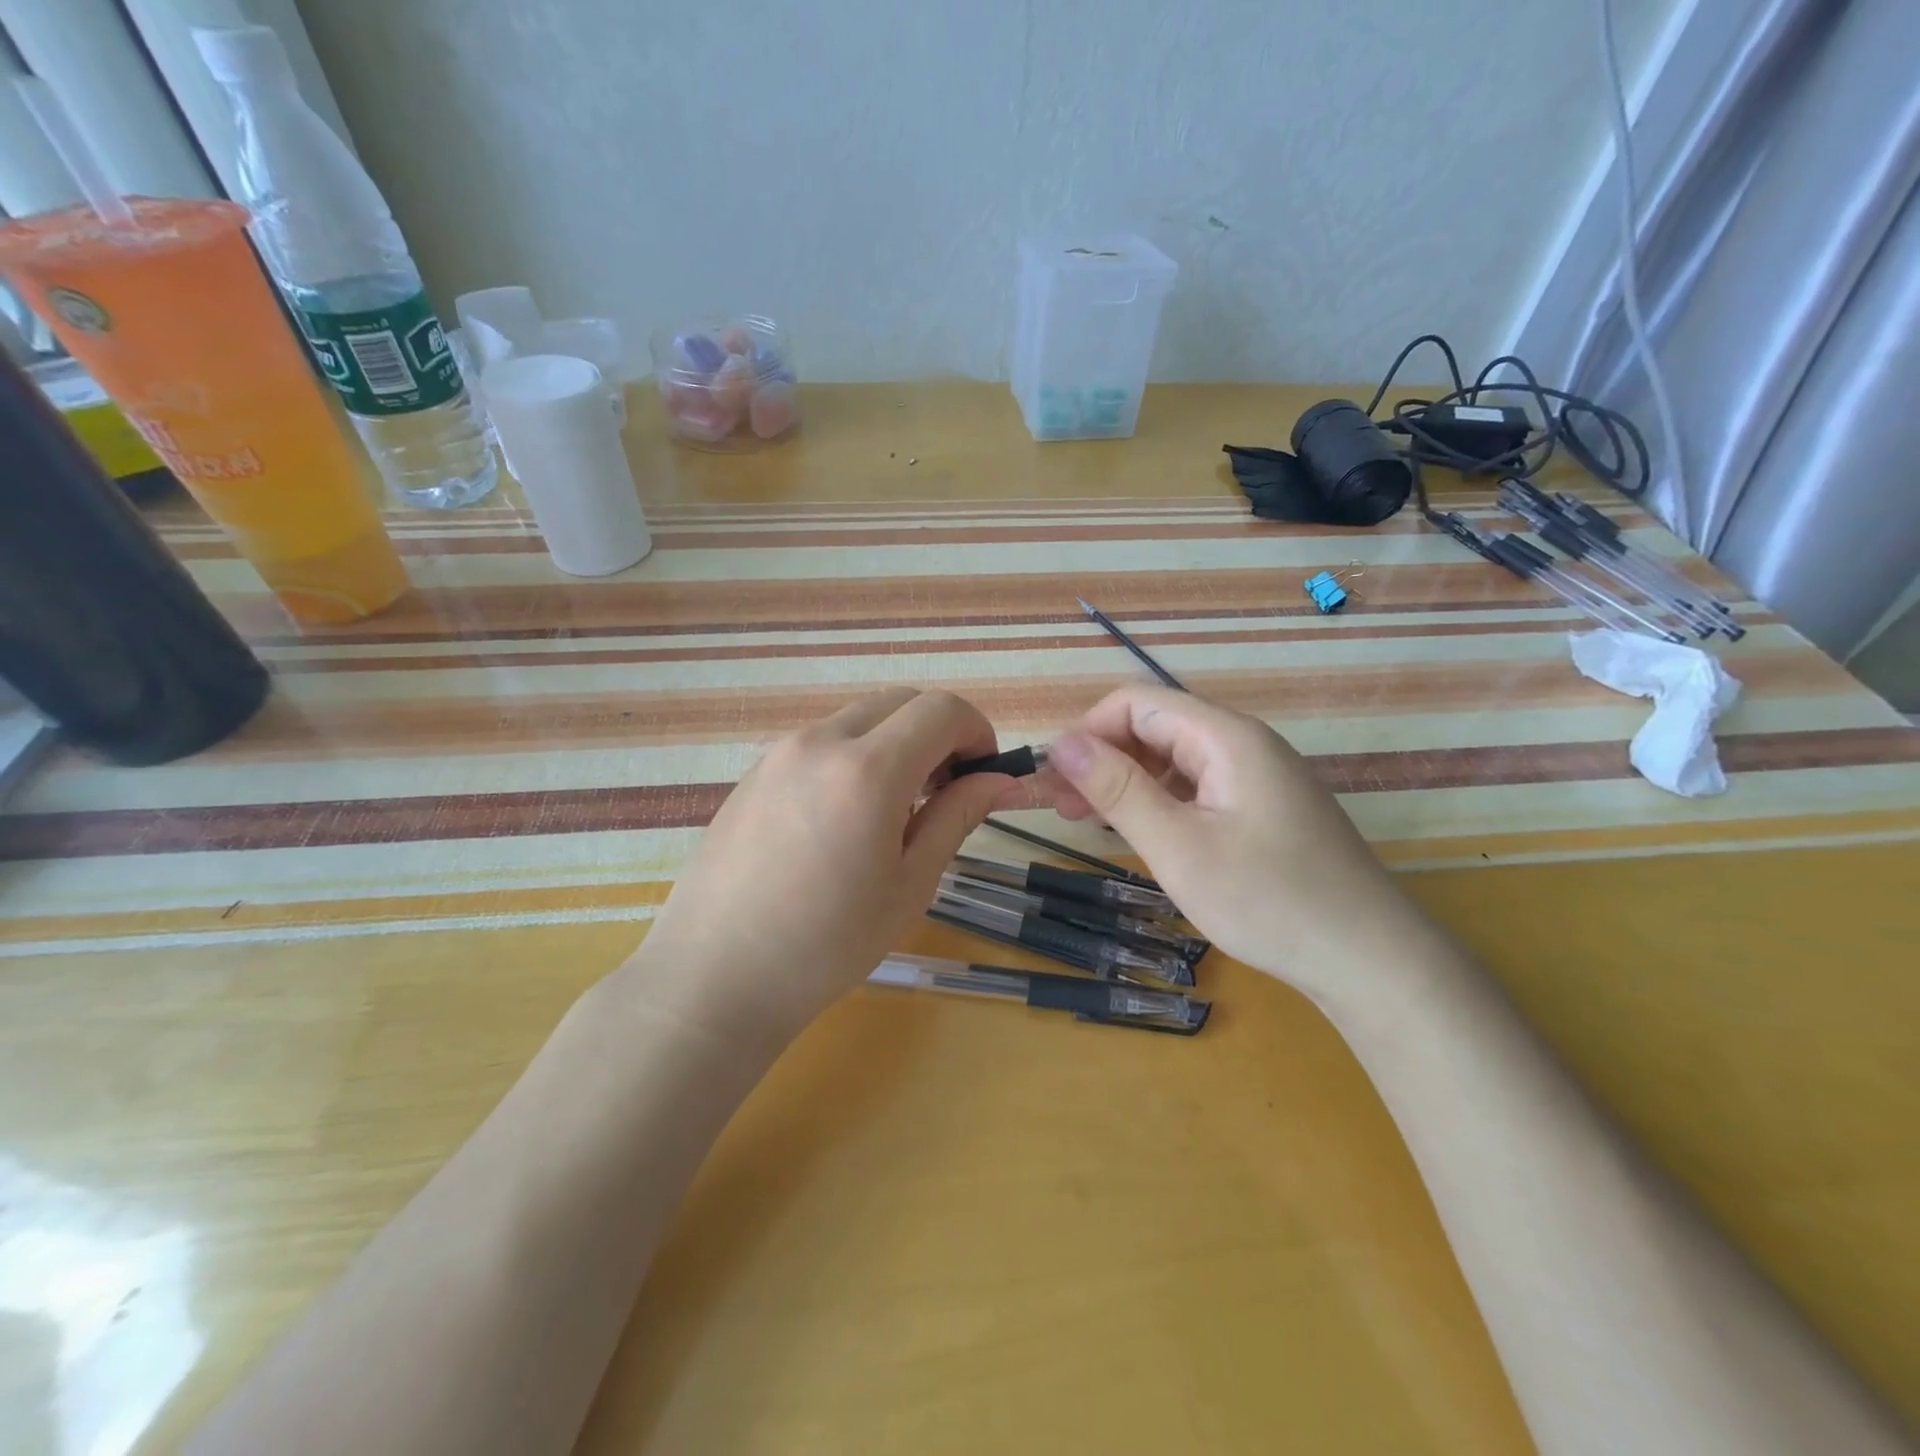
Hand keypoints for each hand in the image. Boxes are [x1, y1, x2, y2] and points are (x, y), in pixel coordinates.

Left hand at [628, 688, 1013, 1047]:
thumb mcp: (910, 884)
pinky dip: (854, 755)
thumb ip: (958, 816)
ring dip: (895, 742)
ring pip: (859, 718)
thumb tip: (1002, 781)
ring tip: (894, 809)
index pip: (942, 710)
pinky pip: (821, 741)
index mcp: (868, 770)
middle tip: (944, 791)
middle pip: (900, 702)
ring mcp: (780, 752)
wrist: (715, 976)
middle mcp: (821, 741)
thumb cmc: (827, 944)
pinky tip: (844, 817)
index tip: (983, 776)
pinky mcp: (755, 771)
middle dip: (938, 732)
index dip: (977, 733)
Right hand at [1043, 685, 1429, 1000]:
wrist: (1370, 960)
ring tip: (1092, 822)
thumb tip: (1061, 743)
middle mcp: (1244, 743)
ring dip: (1127, 781)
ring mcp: (1258, 776)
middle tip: (1062, 808)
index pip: (1137, 702)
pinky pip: (1198, 785)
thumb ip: (1118, 790)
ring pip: (1174, 758)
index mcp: (1226, 737)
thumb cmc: (1269, 901)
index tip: (1055, 781)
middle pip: (1155, 726)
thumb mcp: (1179, 847)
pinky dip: (1159, 800)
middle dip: (1102, 757)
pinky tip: (1143, 832)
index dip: (1088, 731)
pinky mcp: (1264, 807)